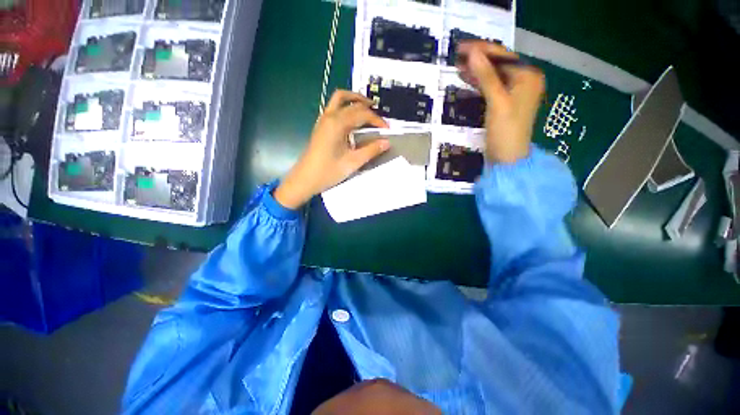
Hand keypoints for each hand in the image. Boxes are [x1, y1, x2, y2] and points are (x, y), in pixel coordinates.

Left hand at [273, 90, 389, 209]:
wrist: (305, 179)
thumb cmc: (328, 171)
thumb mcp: (353, 162)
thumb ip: (371, 150)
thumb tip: (386, 142)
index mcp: (338, 124)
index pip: (362, 113)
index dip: (377, 120)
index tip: (387, 129)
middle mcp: (329, 116)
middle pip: (352, 103)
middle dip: (368, 108)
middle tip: (380, 119)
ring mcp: (323, 120)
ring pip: (339, 99)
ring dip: (354, 99)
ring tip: (367, 108)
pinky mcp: (321, 126)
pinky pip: (334, 107)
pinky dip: (346, 106)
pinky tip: (353, 119)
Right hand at [456, 41, 544, 163]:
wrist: (508, 158)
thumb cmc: (506, 131)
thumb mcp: (497, 102)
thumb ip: (486, 77)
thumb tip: (472, 54)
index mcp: (528, 76)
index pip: (503, 56)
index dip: (482, 50)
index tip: (461, 47)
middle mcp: (524, 80)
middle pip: (499, 63)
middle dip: (479, 59)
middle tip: (457, 56)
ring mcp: (515, 91)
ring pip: (494, 74)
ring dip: (477, 70)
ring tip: (458, 66)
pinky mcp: (505, 102)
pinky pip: (492, 86)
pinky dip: (480, 82)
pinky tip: (467, 78)